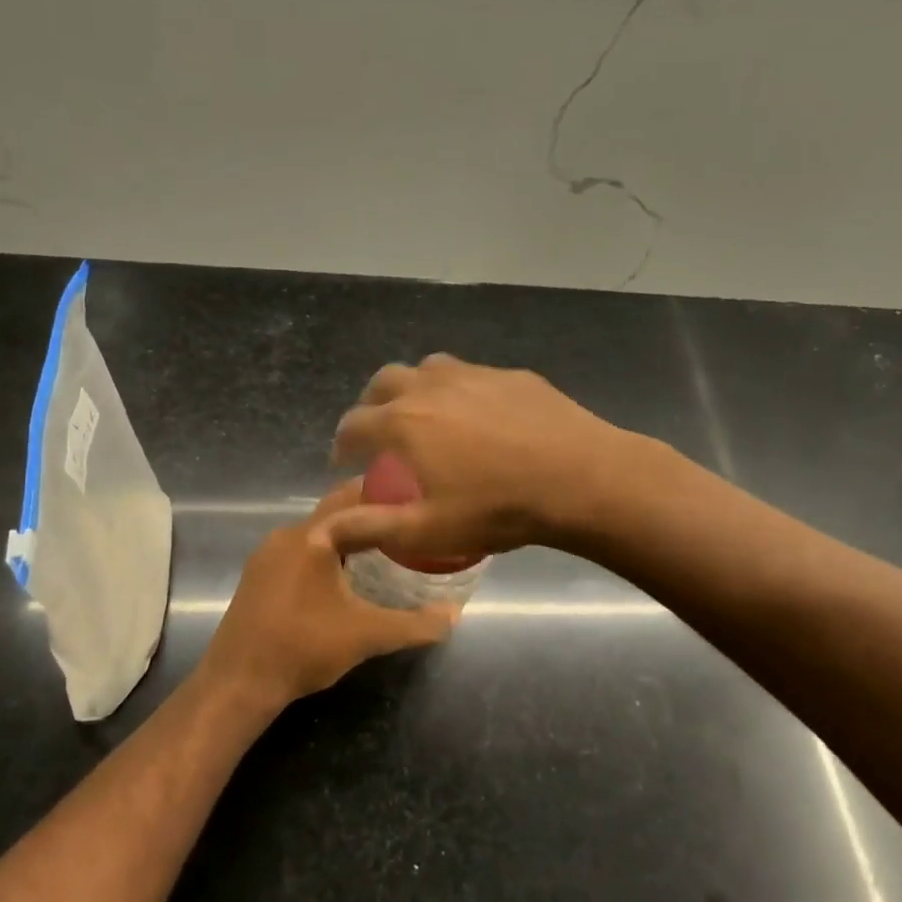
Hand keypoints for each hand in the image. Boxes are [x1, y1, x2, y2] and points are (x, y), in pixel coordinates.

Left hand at [203, 482, 458, 708]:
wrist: (239, 681)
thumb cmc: (304, 648)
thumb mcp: (368, 636)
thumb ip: (416, 624)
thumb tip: (455, 615)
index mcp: (313, 536)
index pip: (355, 497)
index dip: (386, 492)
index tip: (416, 495)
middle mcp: (287, 534)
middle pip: (334, 511)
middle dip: (369, 513)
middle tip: (406, 522)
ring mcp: (267, 553)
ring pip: (315, 531)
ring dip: (346, 534)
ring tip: (382, 545)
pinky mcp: (257, 574)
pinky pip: (299, 548)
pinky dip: (324, 551)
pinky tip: (343, 574)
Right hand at [320, 354, 630, 562]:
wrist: (582, 479)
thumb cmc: (498, 508)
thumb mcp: (428, 529)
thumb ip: (369, 528)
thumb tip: (319, 532)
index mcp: (404, 422)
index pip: (353, 424)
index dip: (341, 444)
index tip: (345, 462)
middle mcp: (431, 387)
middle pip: (384, 381)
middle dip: (371, 405)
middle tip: (379, 433)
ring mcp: (474, 374)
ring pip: (428, 369)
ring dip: (414, 389)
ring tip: (425, 417)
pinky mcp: (512, 375)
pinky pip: (471, 375)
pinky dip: (458, 391)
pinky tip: (480, 418)